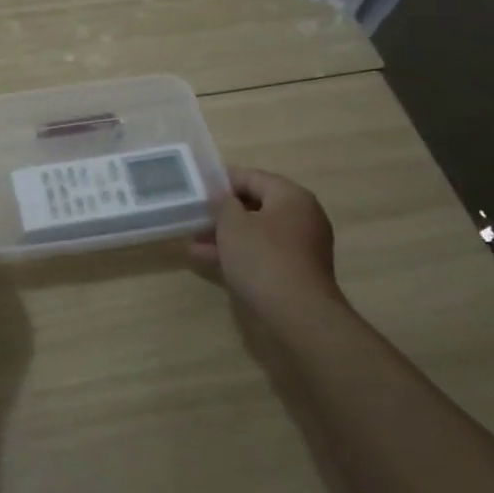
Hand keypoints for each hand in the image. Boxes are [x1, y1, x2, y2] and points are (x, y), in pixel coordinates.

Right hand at [191, 166, 343, 320]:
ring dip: (225, 235)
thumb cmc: (263, 258)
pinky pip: (259, 254)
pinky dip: (235, 254)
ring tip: (192, 239)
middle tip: (194, 214)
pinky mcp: (292, 273)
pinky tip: (205, 259)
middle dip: (222, 211)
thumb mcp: (233, 224)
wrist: (296, 315)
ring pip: (255, 233)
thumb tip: (222, 197)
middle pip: (255, 206)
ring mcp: (299, 248)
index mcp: (292, 198)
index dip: (223, 180)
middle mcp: (301, 218)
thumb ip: (223, 204)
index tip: (197, 186)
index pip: (253, 177)